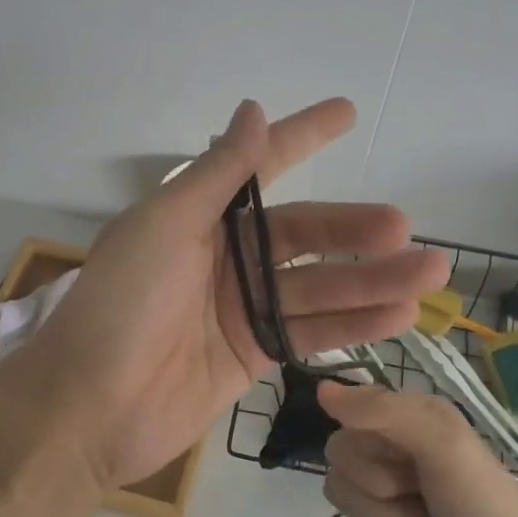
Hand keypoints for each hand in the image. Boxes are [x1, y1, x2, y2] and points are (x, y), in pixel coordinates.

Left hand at [0, 99, 449, 490]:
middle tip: (405, 228)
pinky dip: (353, 325)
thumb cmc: (121, 305)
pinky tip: (398, 317)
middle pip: (303, 234)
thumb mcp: (166, 225)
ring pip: (319, 286)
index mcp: (199, 216)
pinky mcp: (253, 354)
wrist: (88, 408)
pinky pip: (311, 331)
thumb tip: (253, 108)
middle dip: (354, 230)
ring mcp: (242, 308)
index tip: (348, 113)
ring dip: (372, 281)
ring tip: (429, 273)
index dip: (303, 137)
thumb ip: (217, 173)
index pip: (262, 167)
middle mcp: (225, 256)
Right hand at [318, 382, 517, 516]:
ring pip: (340, 493)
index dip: (369, 443)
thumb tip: (321, 389)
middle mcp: (394, 447)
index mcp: (411, 416)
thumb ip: (384, 412)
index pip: (350, 412)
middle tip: (419, 495)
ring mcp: (388, 492)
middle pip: (339, 455)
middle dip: (377, 484)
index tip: (403, 458)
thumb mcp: (444, 446)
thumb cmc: (485, 507)